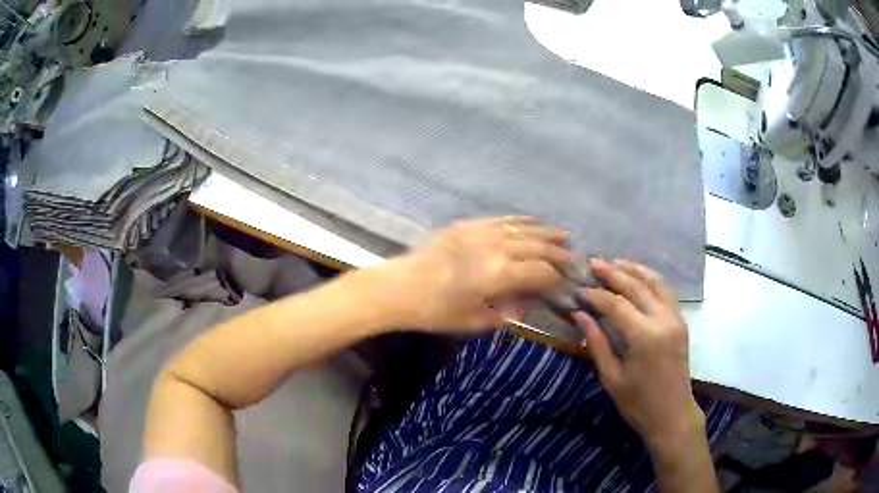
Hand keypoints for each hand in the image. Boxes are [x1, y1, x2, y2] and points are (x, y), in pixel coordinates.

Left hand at [377, 216, 570, 331]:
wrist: (400, 287)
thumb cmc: (437, 311)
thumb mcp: (476, 321)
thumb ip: (507, 312)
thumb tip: (525, 303)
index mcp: (501, 275)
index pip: (542, 273)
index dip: (558, 280)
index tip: (566, 285)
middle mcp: (497, 247)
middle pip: (539, 247)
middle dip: (560, 254)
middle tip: (574, 260)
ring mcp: (482, 231)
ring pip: (524, 228)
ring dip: (546, 233)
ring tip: (563, 237)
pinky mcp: (468, 224)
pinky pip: (502, 219)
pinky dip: (521, 221)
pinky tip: (531, 222)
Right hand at [575, 259, 703, 451]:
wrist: (673, 415)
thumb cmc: (638, 403)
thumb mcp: (612, 377)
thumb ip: (596, 343)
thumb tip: (580, 315)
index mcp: (643, 336)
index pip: (615, 304)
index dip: (595, 294)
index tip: (579, 290)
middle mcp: (662, 320)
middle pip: (636, 287)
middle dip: (613, 273)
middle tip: (593, 263)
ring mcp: (675, 319)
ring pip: (656, 283)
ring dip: (635, 270)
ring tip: (616, 262)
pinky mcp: (681, 322)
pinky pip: (666, 292)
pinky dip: (651, 280)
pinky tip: (639, 278)